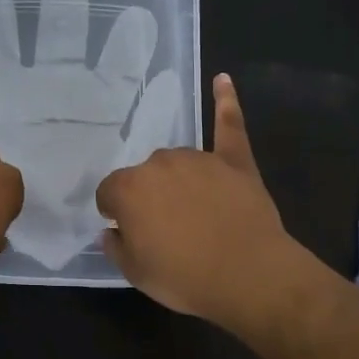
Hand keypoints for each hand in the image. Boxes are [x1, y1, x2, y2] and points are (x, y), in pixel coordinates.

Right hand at [95, 74, 316, 331]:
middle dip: (149, 198)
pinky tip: (223, 80)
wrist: (249, 276)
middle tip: (166, 230)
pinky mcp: (234, 161)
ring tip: (195, 213)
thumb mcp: (136, 274)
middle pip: (145, 177)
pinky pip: (228, 125)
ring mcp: (199, 158)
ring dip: (178, 180)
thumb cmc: (185, 278)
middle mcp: (159, 164)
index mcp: (129, 189)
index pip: (109, 193)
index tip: (127, 231)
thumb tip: (111, 232)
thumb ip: (116, 247)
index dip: (116, 214)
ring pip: (178, 163)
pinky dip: (226, 102)